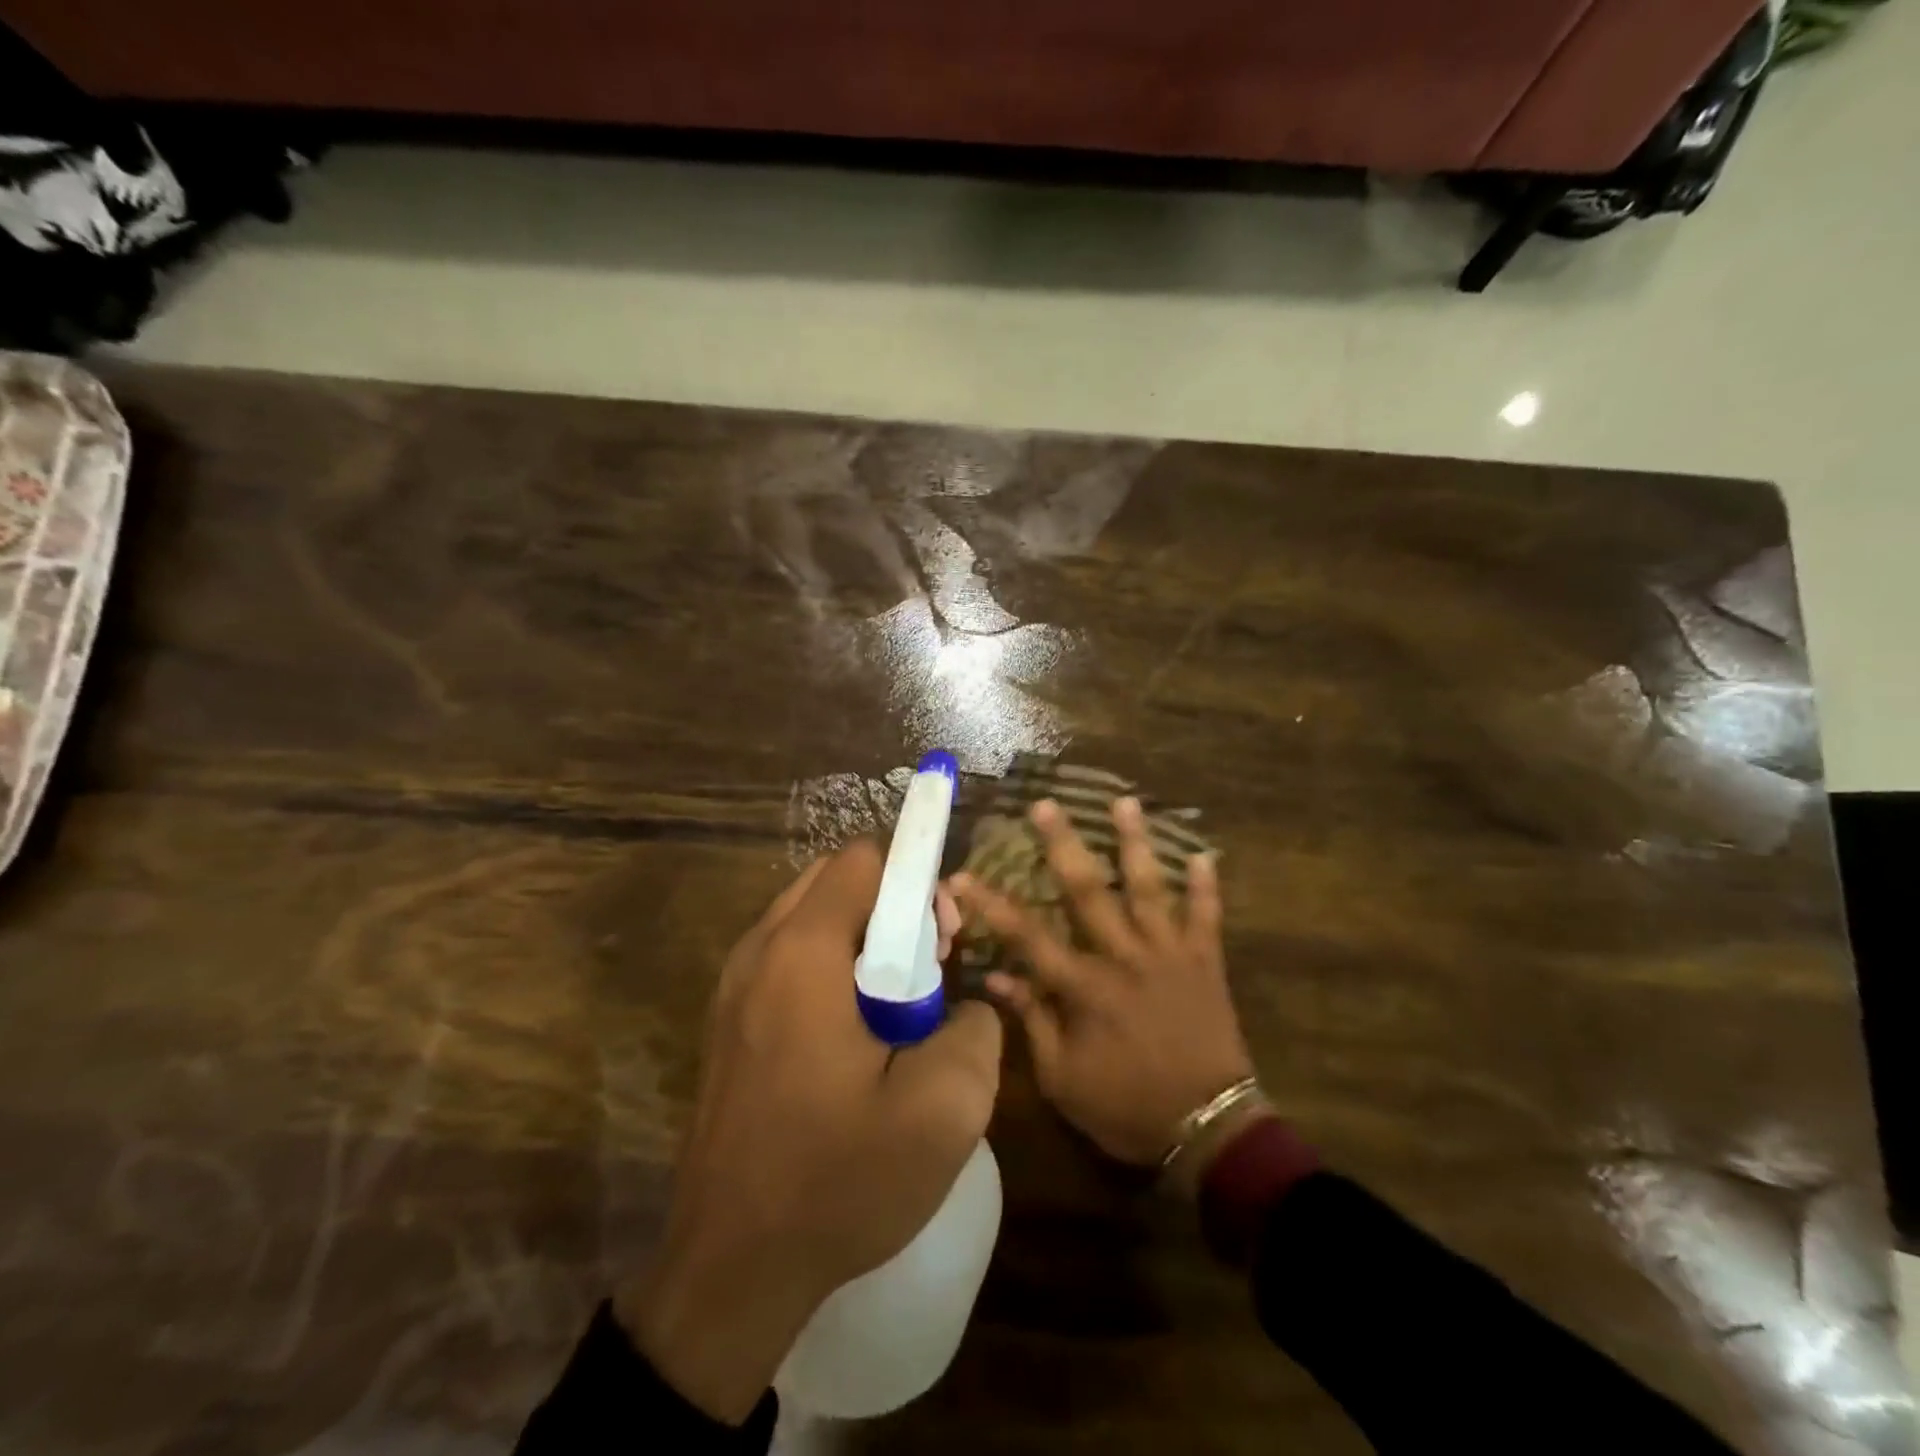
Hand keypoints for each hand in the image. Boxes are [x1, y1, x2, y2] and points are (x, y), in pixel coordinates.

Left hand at [619, 845, 998, 1424]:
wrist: (729, 1269)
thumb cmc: (835, 1181)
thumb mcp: (944, 1110)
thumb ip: (976, 1029)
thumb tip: (964, 1006)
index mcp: (803, 953)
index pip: (865, 858)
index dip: (917, 880)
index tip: (943, 941)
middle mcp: (759, 950)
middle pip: (836, 879)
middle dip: (892, 904)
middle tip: (927, 968)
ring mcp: (734, 985)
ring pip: (811, 917)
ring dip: (862, 936)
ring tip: (896, 1005)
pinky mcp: (728, 1020)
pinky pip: (788, 957)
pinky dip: (831, 965)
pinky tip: (855, 1034)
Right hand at [951, 796, 1253, 1173]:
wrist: (1209, 1130)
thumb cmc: (1128, 1108)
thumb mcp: (1064, 1080)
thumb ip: (1033, 1023)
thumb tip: (998, 981)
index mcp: (1084, 988)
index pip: (1027, 936)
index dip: (991, 904)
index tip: (962, 875)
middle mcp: (1123, 957)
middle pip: (1087, 891)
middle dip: (1062, 845)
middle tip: (1046, 804)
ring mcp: (1168, 954)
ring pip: (1150, 887)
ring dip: (1135, 842)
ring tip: (1124, 801)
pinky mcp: (1204, 962)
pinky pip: (1207, 916)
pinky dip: (1207, 886)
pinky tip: (1205, 853)